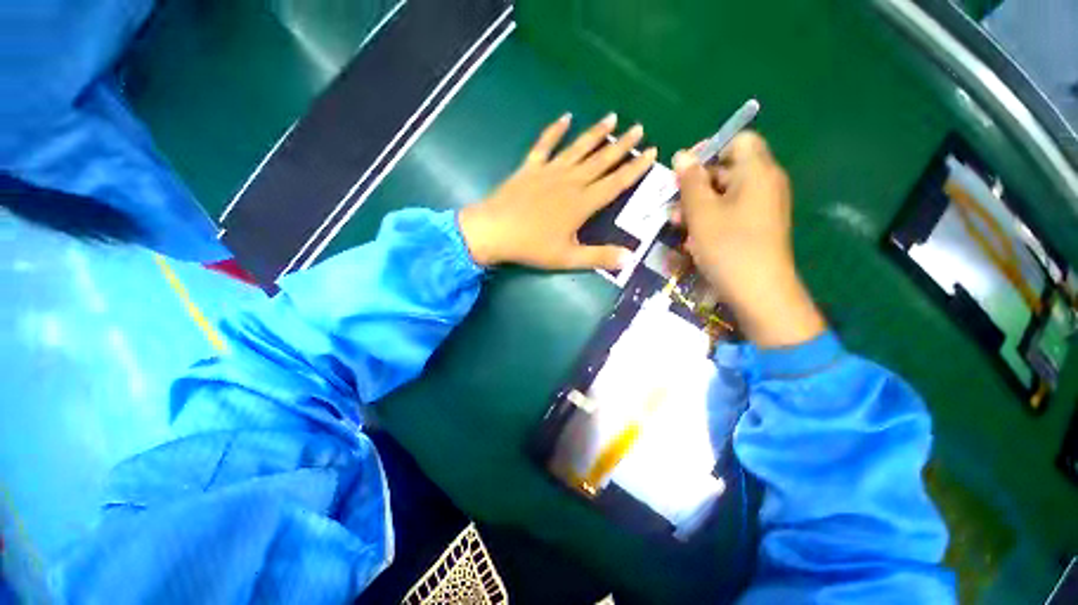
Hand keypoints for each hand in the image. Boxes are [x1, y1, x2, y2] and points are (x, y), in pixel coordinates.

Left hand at [459, 113, 656, 269]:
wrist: (495, 231)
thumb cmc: (532, 247)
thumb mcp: (568, 258)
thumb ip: (599, 257)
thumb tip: (629, 258)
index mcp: (582, 203)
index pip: (616, 183)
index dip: (635, 168)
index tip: (651, 152)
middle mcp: (571, 181)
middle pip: (601, 160)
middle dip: (622, 144)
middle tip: (639, 127)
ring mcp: (550, 171)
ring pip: (578, 148)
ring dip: (596, 132)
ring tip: (612, 117)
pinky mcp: (530, 167)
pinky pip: (545, 144)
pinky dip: (555, 130)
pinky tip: (565, 117)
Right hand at [672, 132, 825, 347]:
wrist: (758, 292)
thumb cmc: (728, 246)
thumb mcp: (701, 212)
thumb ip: (690, 181)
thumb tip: (681, 155)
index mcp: (757, 172)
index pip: (738, 141)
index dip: (709, 150)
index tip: (683, 171)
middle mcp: (764, 184)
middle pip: (727, 169)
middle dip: (695, 186)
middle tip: (673, 206)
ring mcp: (761, 208)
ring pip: (724, 195)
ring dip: (697, 206)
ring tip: (677, 226)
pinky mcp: (756, 227)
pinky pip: (730, 213)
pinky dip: (709, 220)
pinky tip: (692, 239)